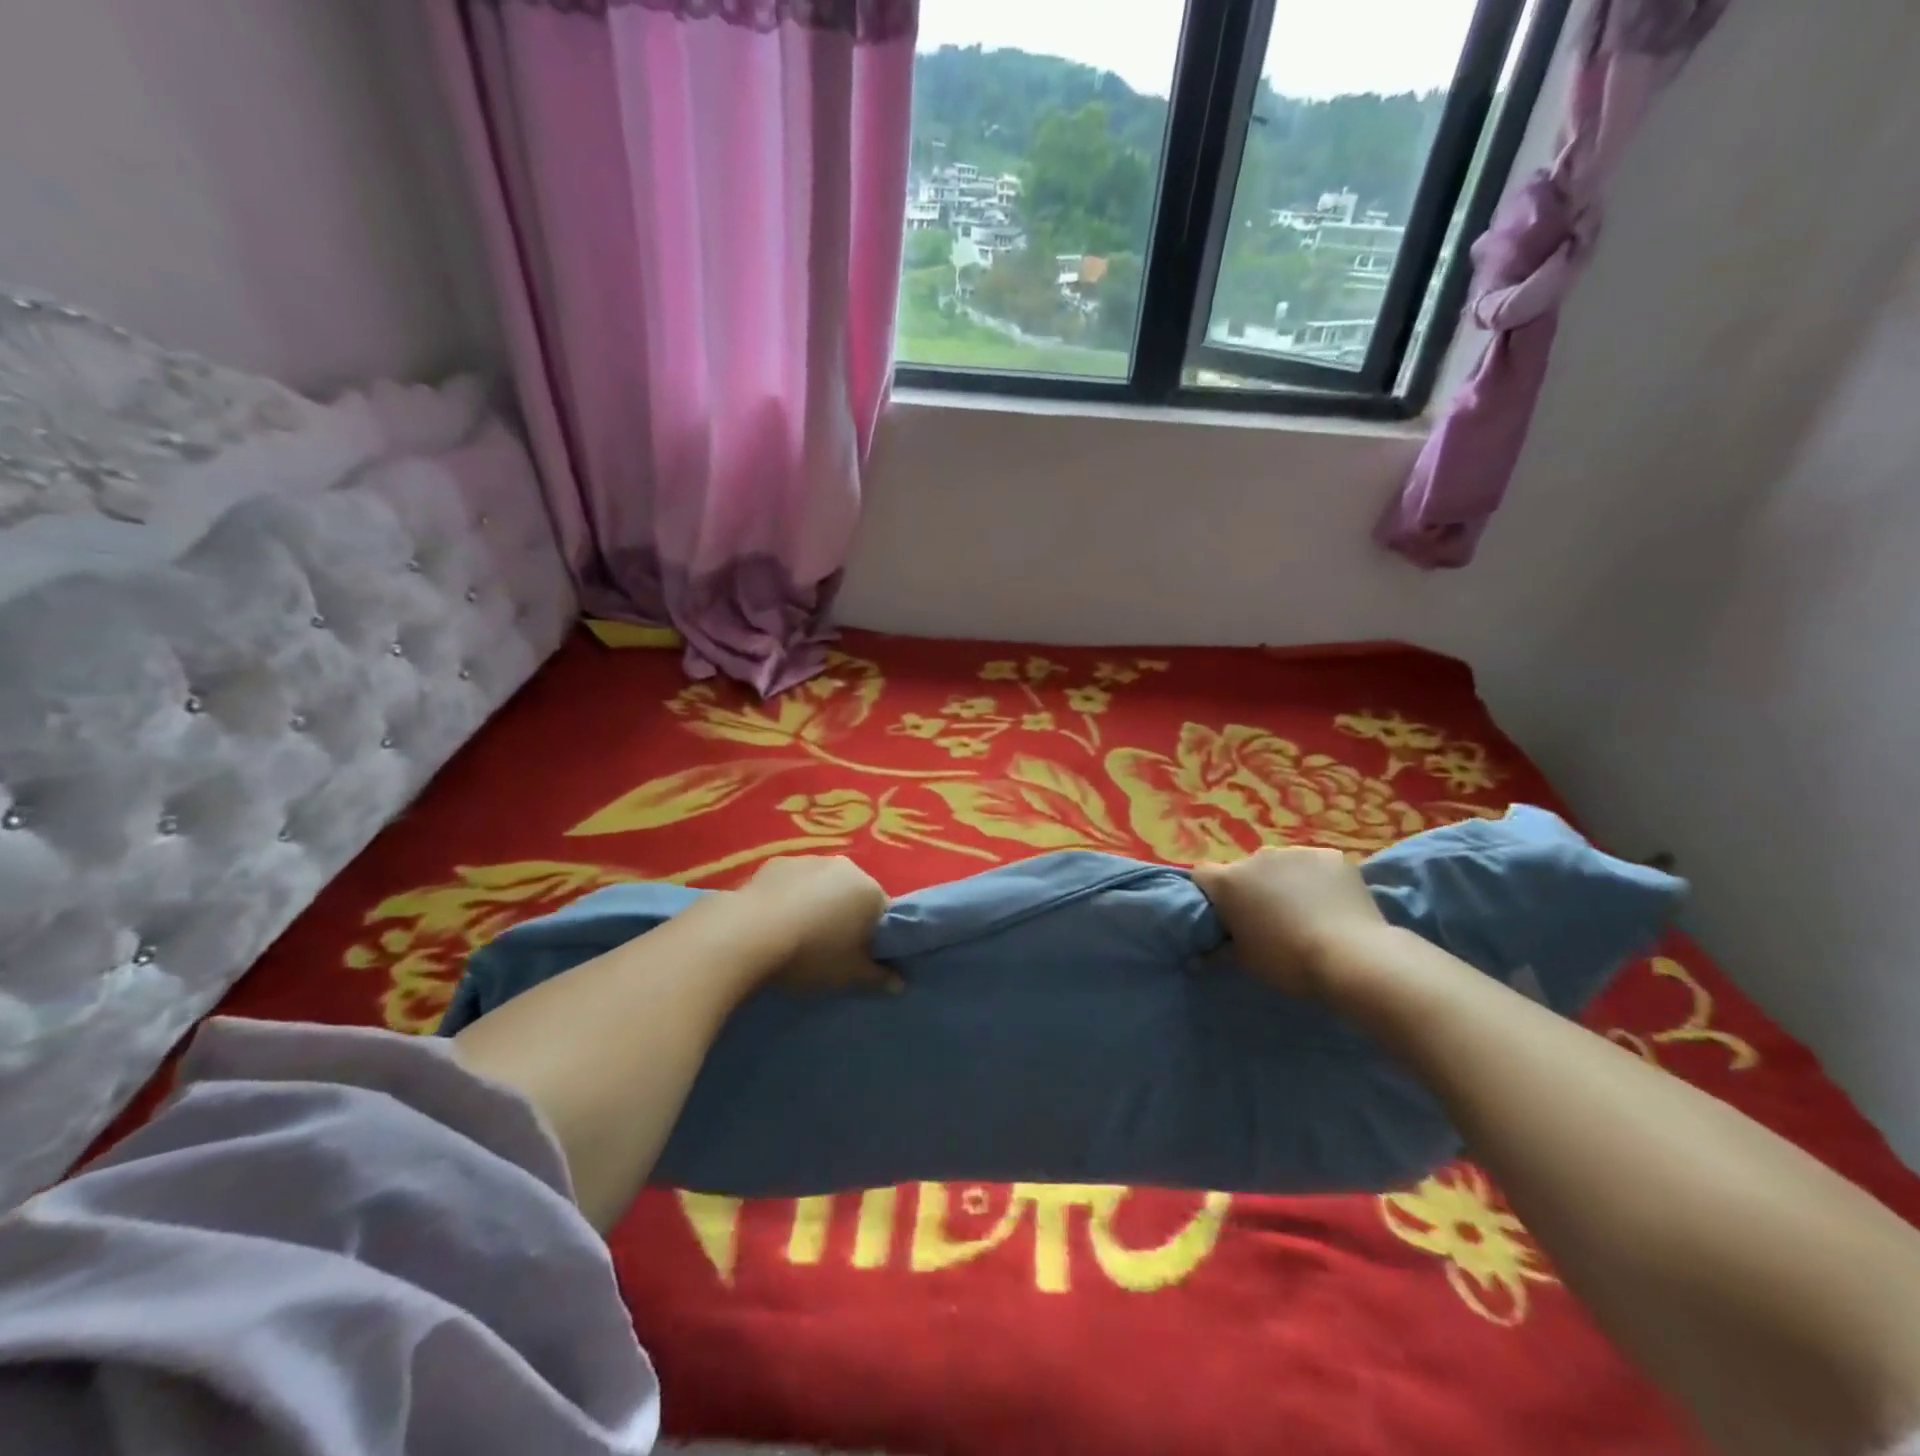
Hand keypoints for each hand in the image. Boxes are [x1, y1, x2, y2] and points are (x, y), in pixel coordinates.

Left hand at [738, 856, 898, 994]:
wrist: (748, 934)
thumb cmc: (811, 955)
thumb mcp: (849, 974)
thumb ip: (878, 977)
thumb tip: (900, 983)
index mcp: (871, 891)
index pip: (885, 913)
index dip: (876, 937)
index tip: (862, 957)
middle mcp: (845, 867)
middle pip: (854, 895)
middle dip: (848, 917)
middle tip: (831, 949)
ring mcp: (809, 859)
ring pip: (823, 885)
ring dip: (818, 904)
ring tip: (798, 935)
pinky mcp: (776, 862)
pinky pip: (794, 882)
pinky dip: (791, 896)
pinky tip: (775, 920)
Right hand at [1191, 847, 1390, 997]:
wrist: (1352, 957)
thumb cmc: (1288, 962)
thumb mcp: (1246, 962)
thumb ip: (1220, 950)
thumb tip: (1199, 958)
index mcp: (1228, 882)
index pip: (1202, 875)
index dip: (1210, 893)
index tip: (1224, 915)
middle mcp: (1257, 857)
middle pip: (1245, 869)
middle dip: (1253, 888)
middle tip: (1269, 918)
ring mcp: (1296, 852)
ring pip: (1282, 865)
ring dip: (1285, 881)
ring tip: (1306, 911)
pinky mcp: (1331, 855)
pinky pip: (1316, 865)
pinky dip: (1318, 879)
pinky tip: (1333, 903)